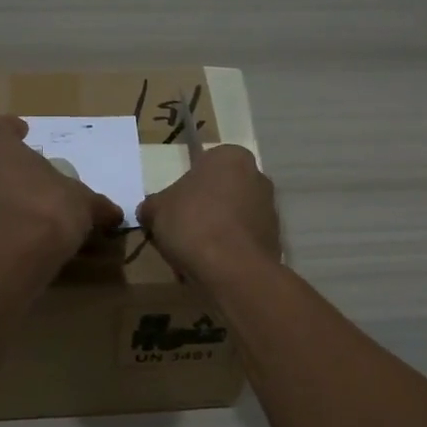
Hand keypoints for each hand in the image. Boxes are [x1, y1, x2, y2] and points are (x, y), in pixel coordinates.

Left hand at [0, 116, 124, 262]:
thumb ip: (97, 206)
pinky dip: (7, 236)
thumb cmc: (48, 211)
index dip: (11, 129)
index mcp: (6, 155)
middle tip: (40, 189)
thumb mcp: (84, 205)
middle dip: (16, 178)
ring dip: (10, 208)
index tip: (23, 131)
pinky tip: (28, 249)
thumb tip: (114, 213)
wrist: (11, 260)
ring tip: (37, 224)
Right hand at [137, 144, 279, 284]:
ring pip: (231, 217)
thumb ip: (153, 205)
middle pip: (220, 192)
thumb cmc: (192, 223)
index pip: (203, 166)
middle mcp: (257, 176)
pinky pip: (243, 240)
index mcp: (230, 157)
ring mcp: (270, 208)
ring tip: (193, 256)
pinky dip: (228, 250)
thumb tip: (151, 211)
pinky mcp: (275, 238)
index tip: (173, 210)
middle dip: (202, 210)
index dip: (184, 189)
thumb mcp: (156, 210)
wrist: (232, 269)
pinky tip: (211, 267)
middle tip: (180, 233)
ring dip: (215, 232)